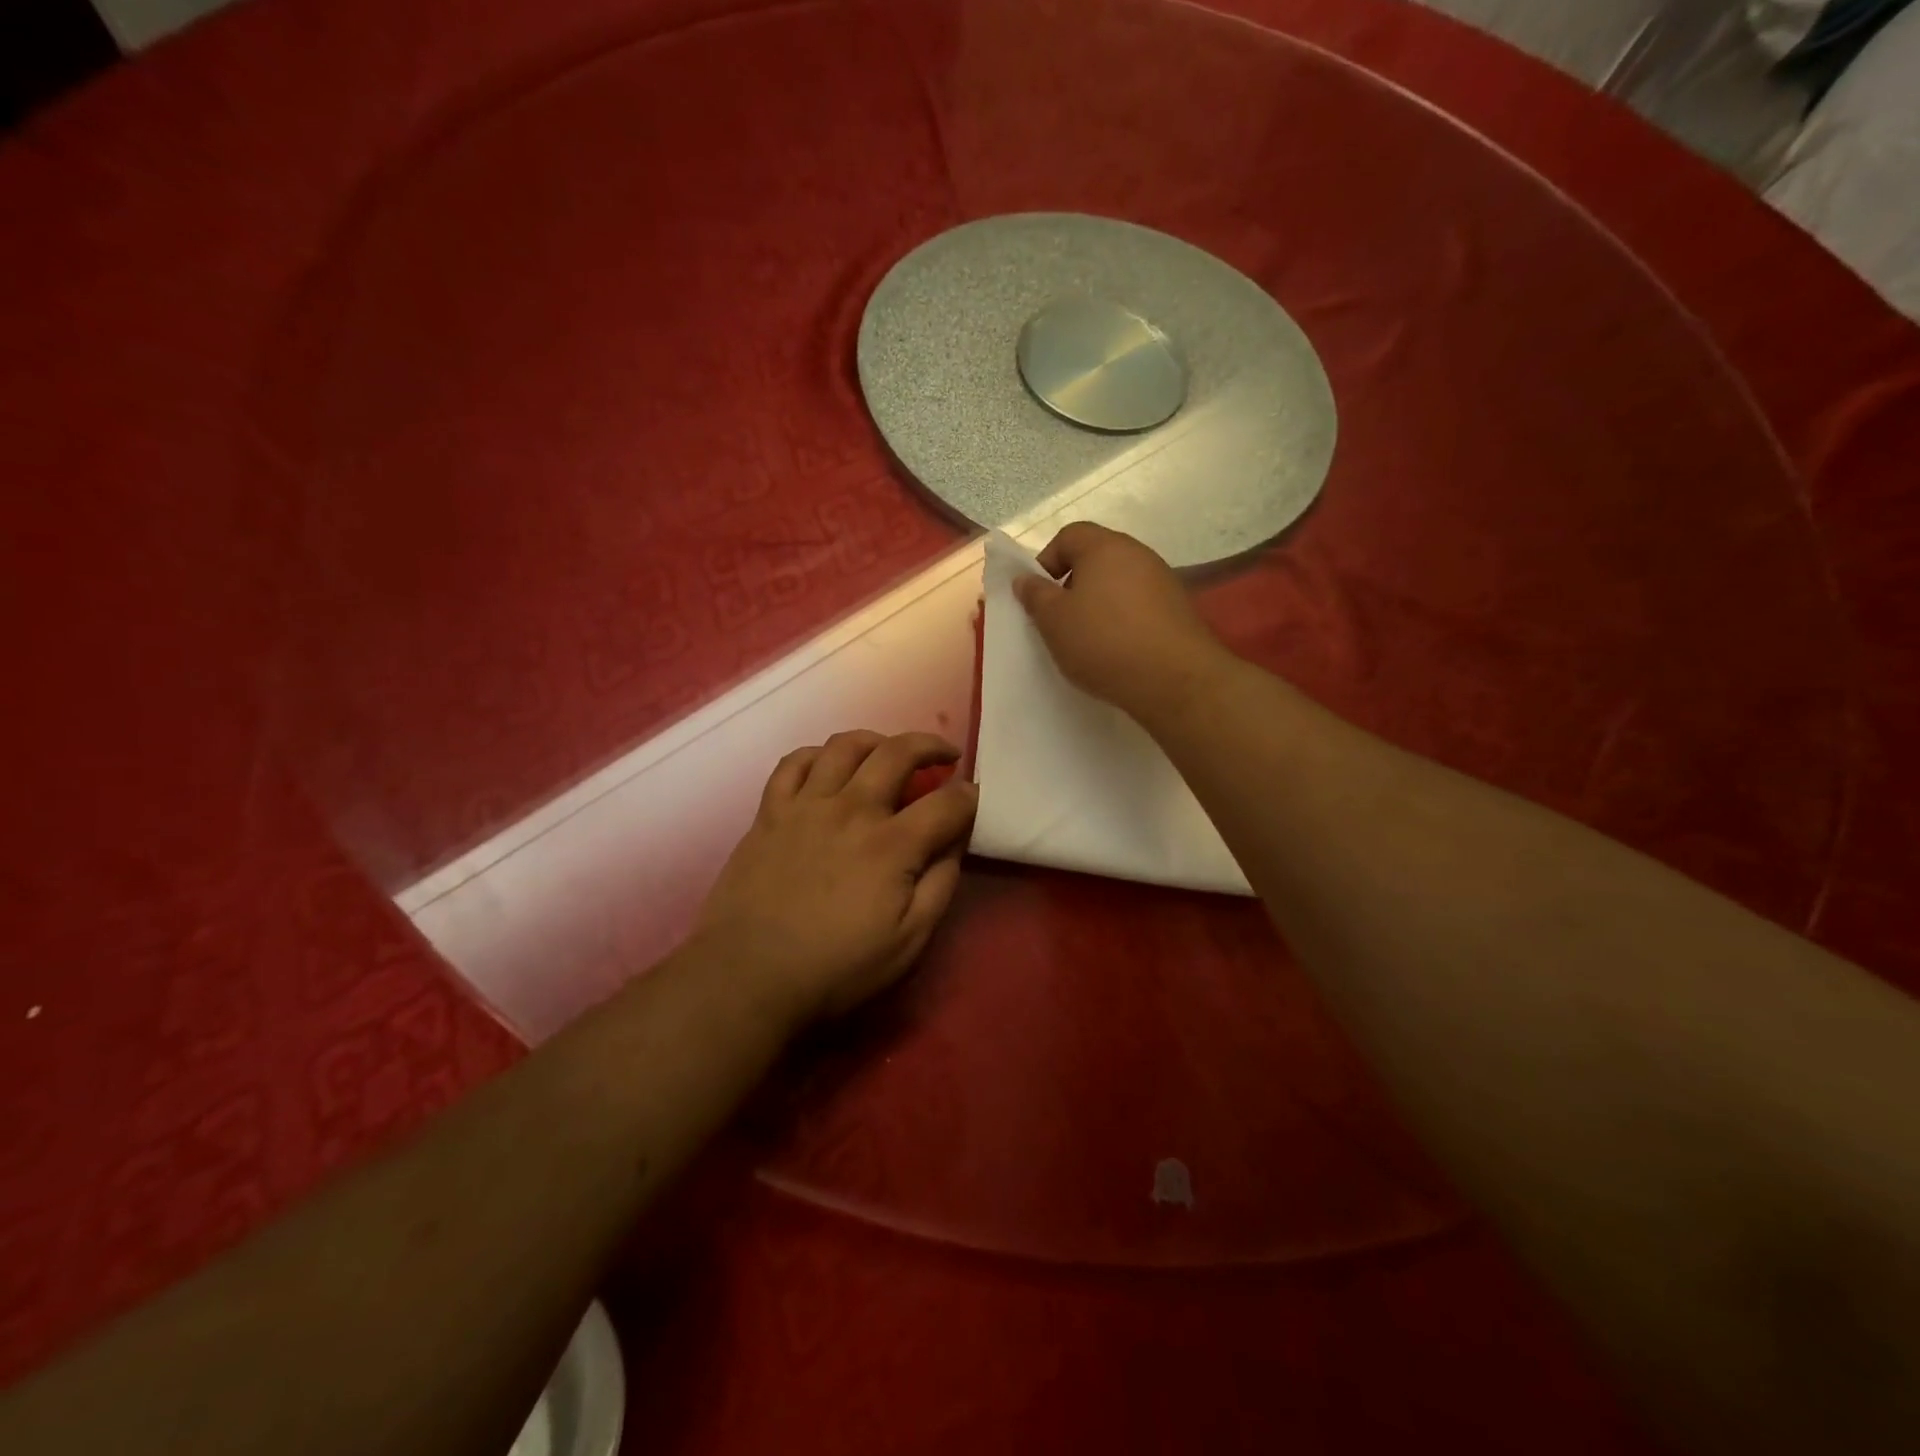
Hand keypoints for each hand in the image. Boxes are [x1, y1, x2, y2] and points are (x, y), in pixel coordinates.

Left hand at [692, 730, 977, 1025]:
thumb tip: (957, 840)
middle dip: (931, 747)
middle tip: (945, 756)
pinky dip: (818, 754)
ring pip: (845, 746)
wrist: (748, 976)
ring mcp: (806, 805)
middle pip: (898, 753)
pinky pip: (794, 762)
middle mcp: (851, 809)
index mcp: (891, 845)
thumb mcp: (908, 941)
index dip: (969, 796)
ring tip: (889, 751)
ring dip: (877, 740)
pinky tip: (829, 764)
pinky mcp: (770, 812)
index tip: (974, 797)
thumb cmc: (836, 968)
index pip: (946, 803)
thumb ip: (940, 884)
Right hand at [1012, 522, 1230, 720]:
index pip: (1069, 535)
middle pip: (1096, 558)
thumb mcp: (1054, 622)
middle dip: (1072, 585)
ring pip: (1118, 583)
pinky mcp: (1178, 609)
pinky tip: (1117, 650)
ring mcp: (1163, 581)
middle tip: (1060, 619)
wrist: (1174, 680)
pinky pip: (1139, 605)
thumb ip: (1035, 596)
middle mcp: (1138, 554)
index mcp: (1105, 547)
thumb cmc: (1104, 642)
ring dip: (1099, 604)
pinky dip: (1123, 620)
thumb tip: (1025, 579)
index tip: (1039, 596)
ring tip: (1088, 639)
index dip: (1046, 560)